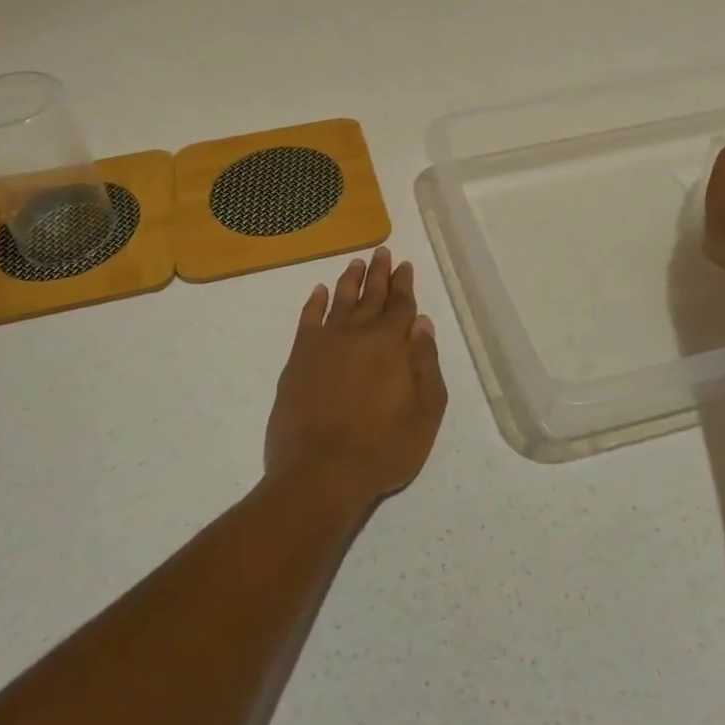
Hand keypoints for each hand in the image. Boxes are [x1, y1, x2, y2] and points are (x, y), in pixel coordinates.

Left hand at [265, 247, 447, 514]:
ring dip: (349, 281)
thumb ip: (426, 362)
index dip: (404, 283)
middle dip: (379, 273)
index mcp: (390, 343)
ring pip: (339, 300)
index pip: (400, 304)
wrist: (320, 473)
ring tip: (355, 263)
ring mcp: (324, 344)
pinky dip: (313, 303)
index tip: (405, 265)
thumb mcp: (425, 411)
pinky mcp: (298, 359)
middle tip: (382, 251)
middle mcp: (357, 333)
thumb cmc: (382, 447)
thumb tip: (421, 323)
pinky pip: (307, 320)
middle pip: (371, 295)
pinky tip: (318, 292)